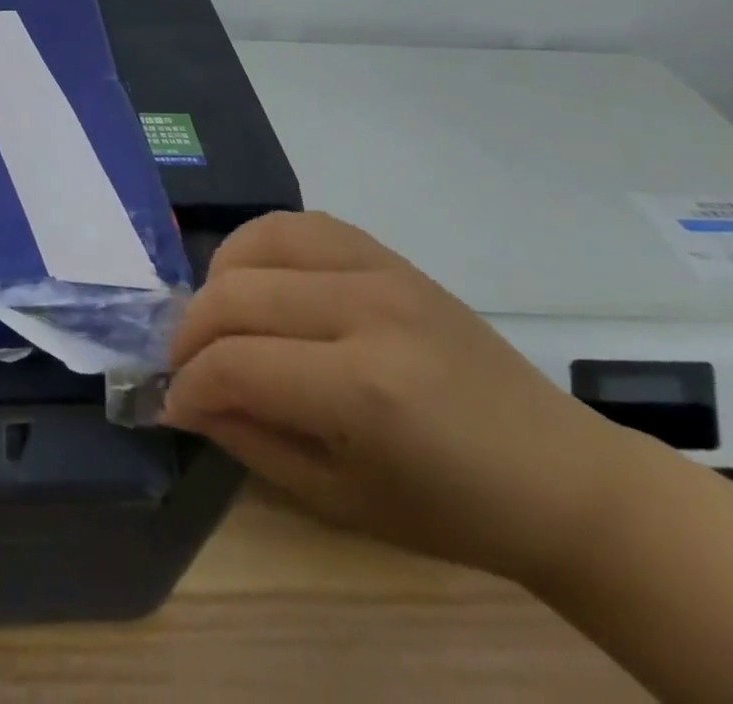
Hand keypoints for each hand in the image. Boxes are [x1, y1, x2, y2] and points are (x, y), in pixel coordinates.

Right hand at [164, 210, 641, 585]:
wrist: (560, 475)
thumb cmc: (453, 509)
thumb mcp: (340, 500)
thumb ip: (250, 440)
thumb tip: (181, 400)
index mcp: (365, 390)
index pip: (237, 364)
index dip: (190, 385)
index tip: (173, 405)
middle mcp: (367, 311)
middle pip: (237, 295)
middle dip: (190, 333)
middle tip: (183, 367)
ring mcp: (380, 270)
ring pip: (259, 242)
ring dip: (218, 280)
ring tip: (216, 319)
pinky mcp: (387, 253)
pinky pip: (299, 223)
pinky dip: (258, 244)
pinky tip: (255, 278)